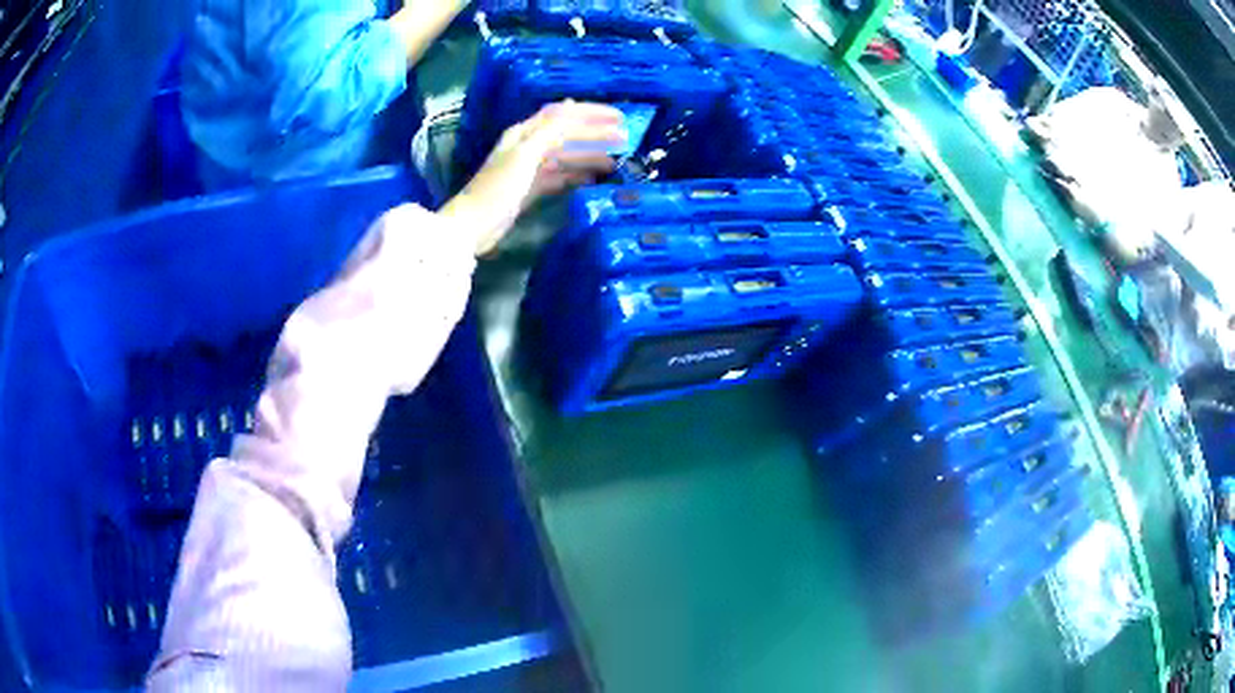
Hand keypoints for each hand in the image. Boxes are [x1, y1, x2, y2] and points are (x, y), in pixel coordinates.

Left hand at [441, 102, 624, 255]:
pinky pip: (559, 176)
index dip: (591, 113)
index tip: (619, 118)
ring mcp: (529, 168)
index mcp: (525, 133)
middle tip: (625, 139)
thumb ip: (549, 131)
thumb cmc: (498, 188)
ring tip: (615, 163)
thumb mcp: (525, 155)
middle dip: (596, 134)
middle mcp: (528, 146)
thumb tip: (571, 105)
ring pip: (566, 156)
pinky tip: (593, 180)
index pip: (563, 115)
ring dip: (589, 156)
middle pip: (567, 134)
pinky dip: (576, 175)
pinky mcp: (529, 189)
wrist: (473, 225)